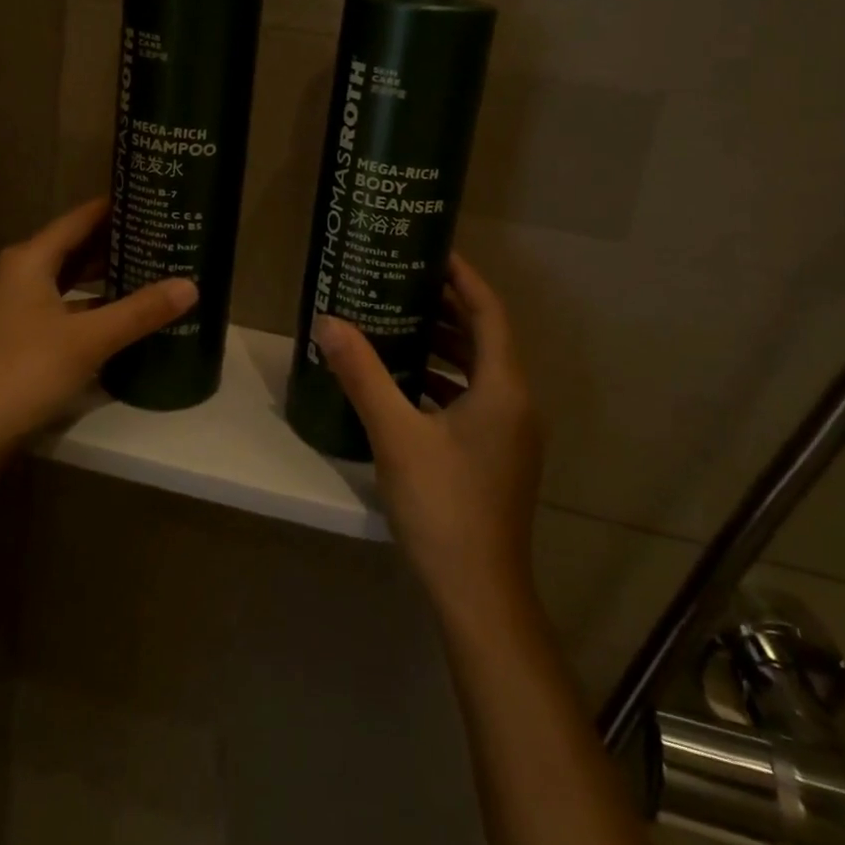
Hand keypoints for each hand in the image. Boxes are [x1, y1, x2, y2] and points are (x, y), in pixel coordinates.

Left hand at [0, 198, 197, 465]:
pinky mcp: (24, 334)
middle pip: (78, 245)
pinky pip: (68, 304)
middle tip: (164, 234)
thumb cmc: (25, 370)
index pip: (81, 218)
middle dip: (118, 241)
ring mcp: (21, 305)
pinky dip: (95, 303)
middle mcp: (23, 273)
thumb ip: (140, 311)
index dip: (116, 207)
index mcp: (31, 259)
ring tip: (154, 267)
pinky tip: (126, 311)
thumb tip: (191, 285)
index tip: (155, 199)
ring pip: (72, 277)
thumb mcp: (88, 339)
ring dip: (107, 274)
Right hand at [313, 254, 543, 622]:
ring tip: (398, 321)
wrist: (479, 595)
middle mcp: (516, 402)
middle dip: (446, 306)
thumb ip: (362, 374)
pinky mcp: (497, 455)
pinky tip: (405, 382)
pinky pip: (473, 397)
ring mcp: (510, 432)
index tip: (430, 250)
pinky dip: (443, 379)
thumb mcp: (396, 435)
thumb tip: (328, 322)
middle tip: (402, 281)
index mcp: (503, 387)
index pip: (489, 311)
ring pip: (478, 369)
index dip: (463, 276)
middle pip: (484, 336)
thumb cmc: (444, 506)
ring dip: (443, 343)